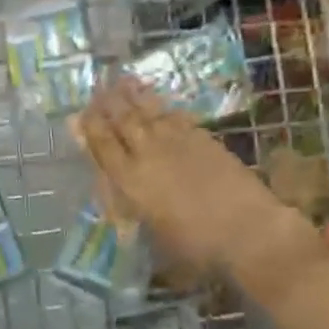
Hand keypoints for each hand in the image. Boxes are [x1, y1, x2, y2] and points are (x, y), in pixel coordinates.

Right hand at [76, 78, 321, 282]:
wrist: (249, 230)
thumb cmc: (196, 247)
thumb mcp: (152, 237)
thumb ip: (130, 212)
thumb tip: (119, 199)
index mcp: (130, 181)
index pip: (103, 146)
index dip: (90, 128)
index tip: (79, 114)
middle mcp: (148, 154)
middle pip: (123, 121)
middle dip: (108, 103)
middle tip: (98, 88)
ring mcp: (178, 142)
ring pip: (149, 112)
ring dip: (133, 96)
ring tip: (122, 81)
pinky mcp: (204, 139)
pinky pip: (177, 116)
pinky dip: (164, 107)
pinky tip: (160, 104)